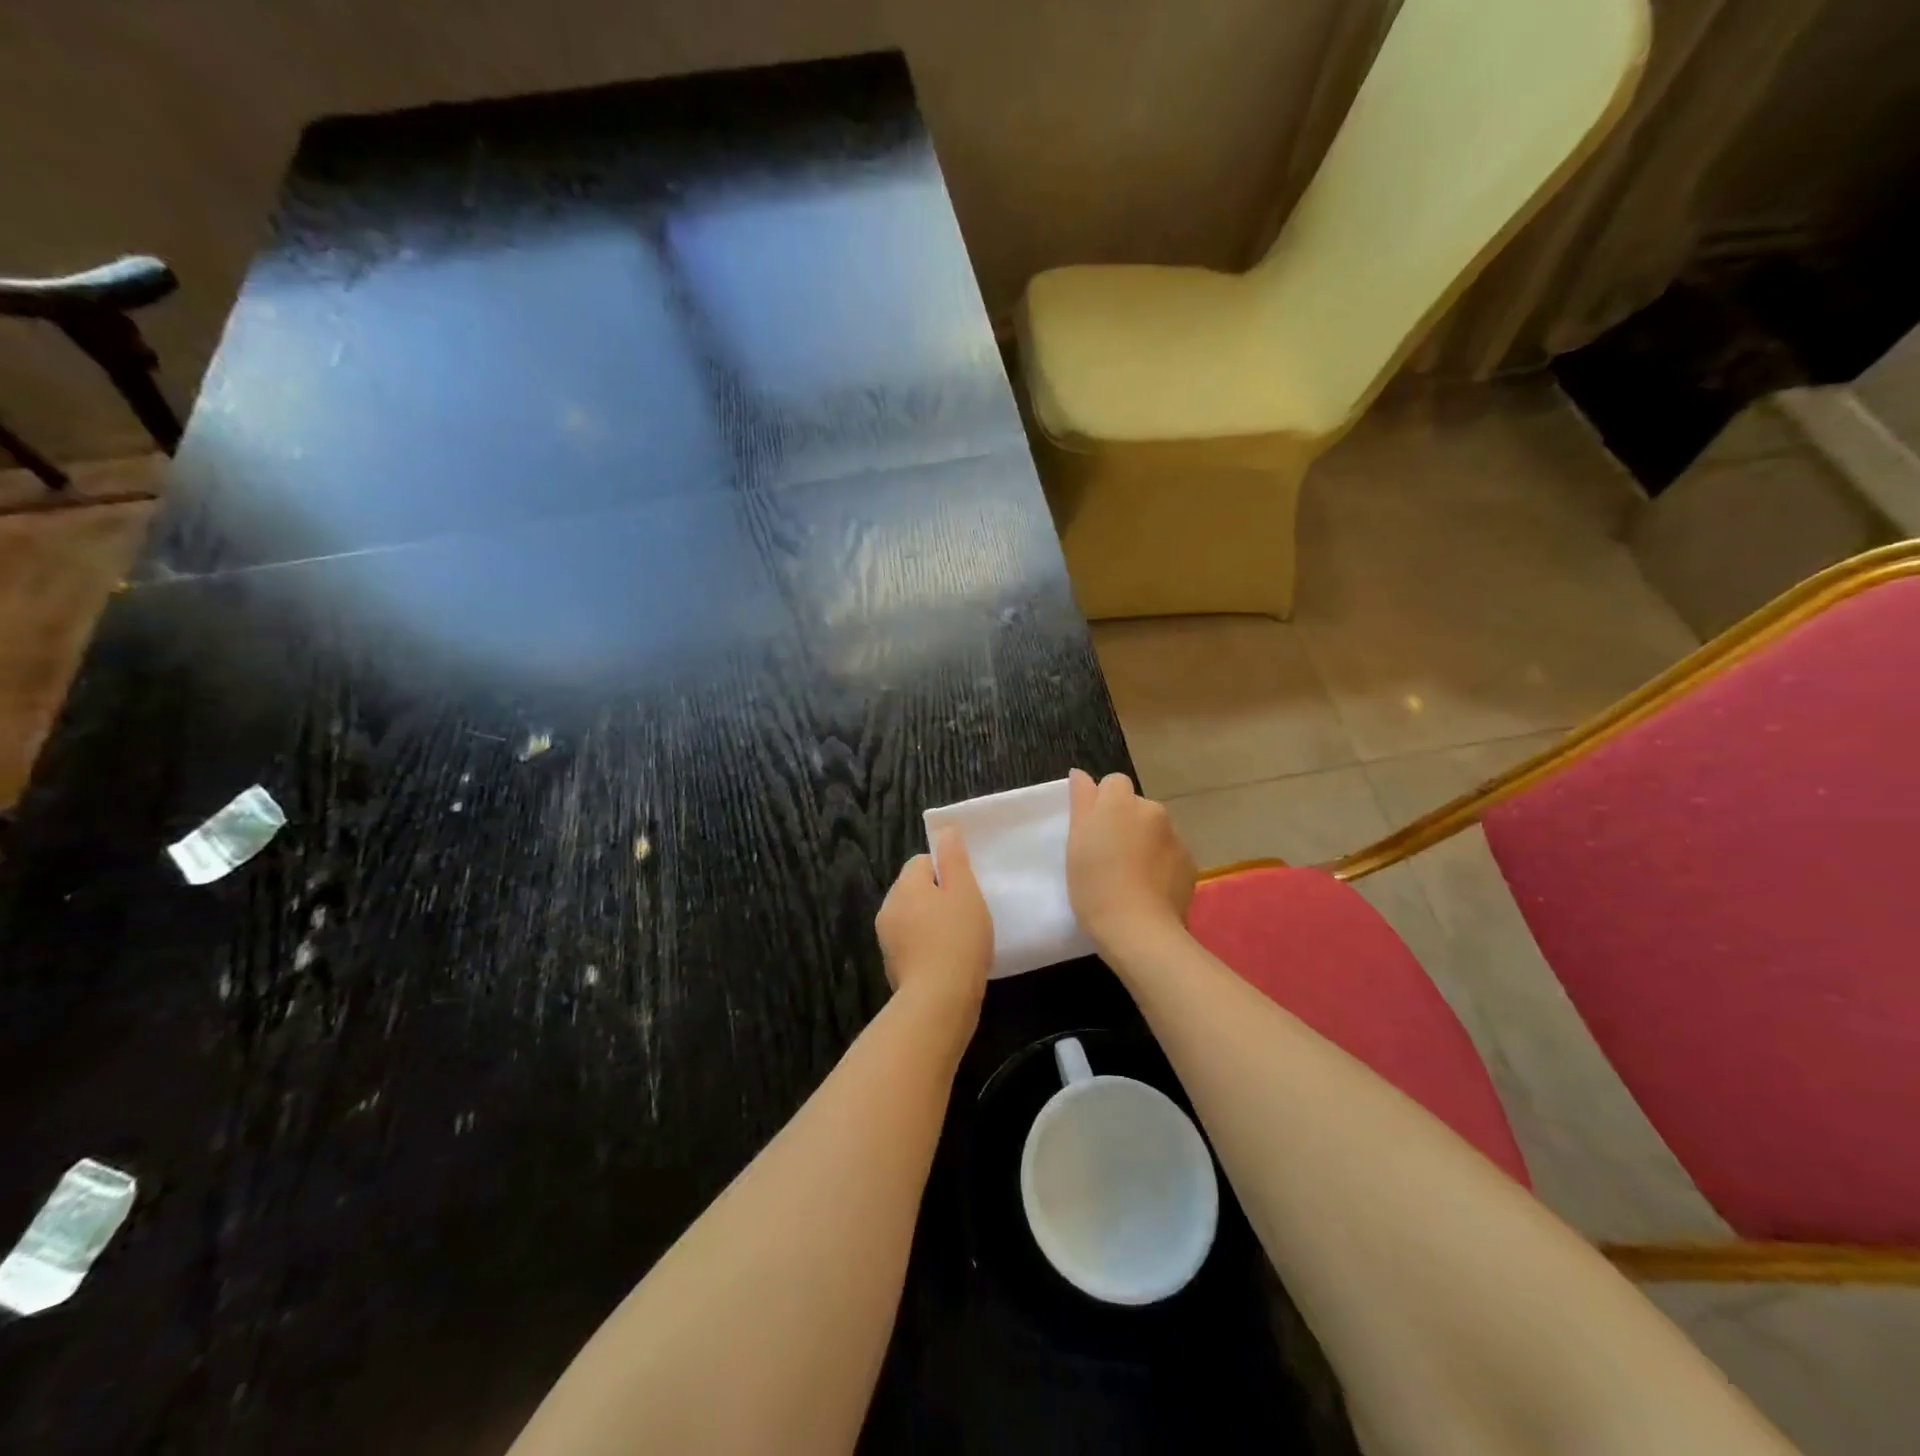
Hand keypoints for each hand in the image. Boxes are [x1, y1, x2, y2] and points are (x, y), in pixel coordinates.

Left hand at [876, 828, 993, 1020]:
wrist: (939, 1000)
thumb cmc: (957, 939)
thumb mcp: (965, 891)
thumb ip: (954, 858)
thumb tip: (945, 830)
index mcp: (905, 886)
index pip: (923, 862)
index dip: (947, 872)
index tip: (967, 891)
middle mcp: (889, 908)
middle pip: (916, 890)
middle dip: (939, 898)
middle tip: (968, 914)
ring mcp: (887, 940)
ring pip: (914, 918)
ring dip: (934, 923)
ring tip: (962, 940)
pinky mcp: (893, 967)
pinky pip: (913, 944)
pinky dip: (929, 947)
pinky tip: (950, 961)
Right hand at [1066, 768, 1195, 951]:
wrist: (1139, 930)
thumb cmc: (1095, 884)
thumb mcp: (1076, 842)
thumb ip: (1081, 801)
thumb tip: (1080, 773)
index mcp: (1120, 802)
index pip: (1113, 783)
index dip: (1102, 802)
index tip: (1092, 830)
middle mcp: (1153, 810)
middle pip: (1136, 807)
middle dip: (1124, 822)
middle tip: (1107, 855)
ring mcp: (1175, 837)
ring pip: (1154, 831)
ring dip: (1144, 842)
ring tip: (1129, 876)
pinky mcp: (1190, 864)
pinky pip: (1170, 854)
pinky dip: (1160, 864)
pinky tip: (1148, 889)